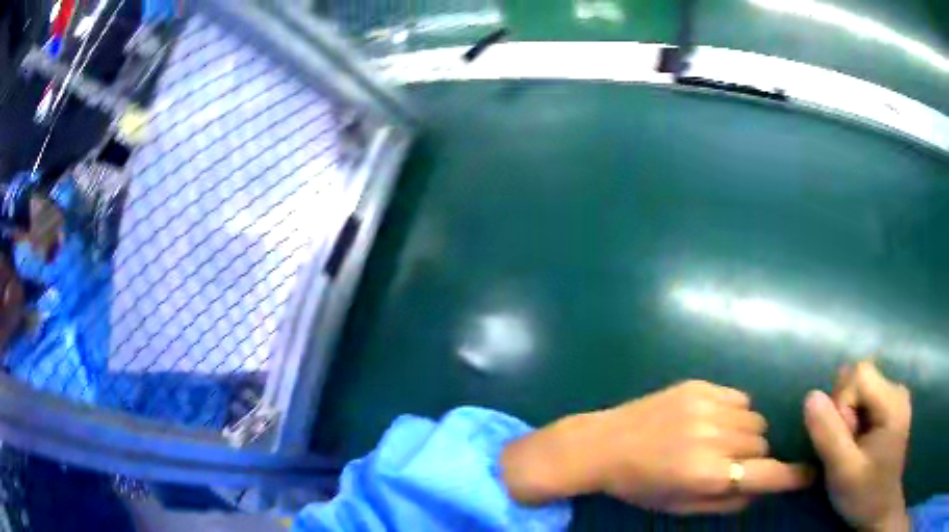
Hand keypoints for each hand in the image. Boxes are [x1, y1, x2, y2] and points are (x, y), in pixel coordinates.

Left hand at [501, 380, 811, 513]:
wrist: (603, 443)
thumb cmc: (641, 485)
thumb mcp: (680, 506)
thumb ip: (726, 501)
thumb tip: (761, 489)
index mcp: (705, 474)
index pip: (763, 475)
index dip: (790, 477)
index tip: (810, 474)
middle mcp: (712, 438)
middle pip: (762, 444)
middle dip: (753, 458)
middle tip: (729, 463)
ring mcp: (706, 406)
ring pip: (755, 420)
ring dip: (745, 434)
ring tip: (718, 441)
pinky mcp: (699, 386)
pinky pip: (740, 399)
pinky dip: (736, 413)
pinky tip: (711, 421)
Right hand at [804, 361, 911, 531]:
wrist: (879, 510)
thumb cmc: (865, 494)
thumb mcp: (843, 472)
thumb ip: (829, 435)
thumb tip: (811, 396)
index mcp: (892, 401)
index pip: (859, 375)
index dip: (841, 403)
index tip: (842, 441)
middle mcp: (897, 389)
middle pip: (860, 378)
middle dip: (843, 410)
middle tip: (845, 447)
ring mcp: (895, 398)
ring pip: (861, 388)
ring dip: (847, 415)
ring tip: (850, 447)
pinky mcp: (890, 409)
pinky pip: (865, 399)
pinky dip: (854, 419)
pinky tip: (856, 442)